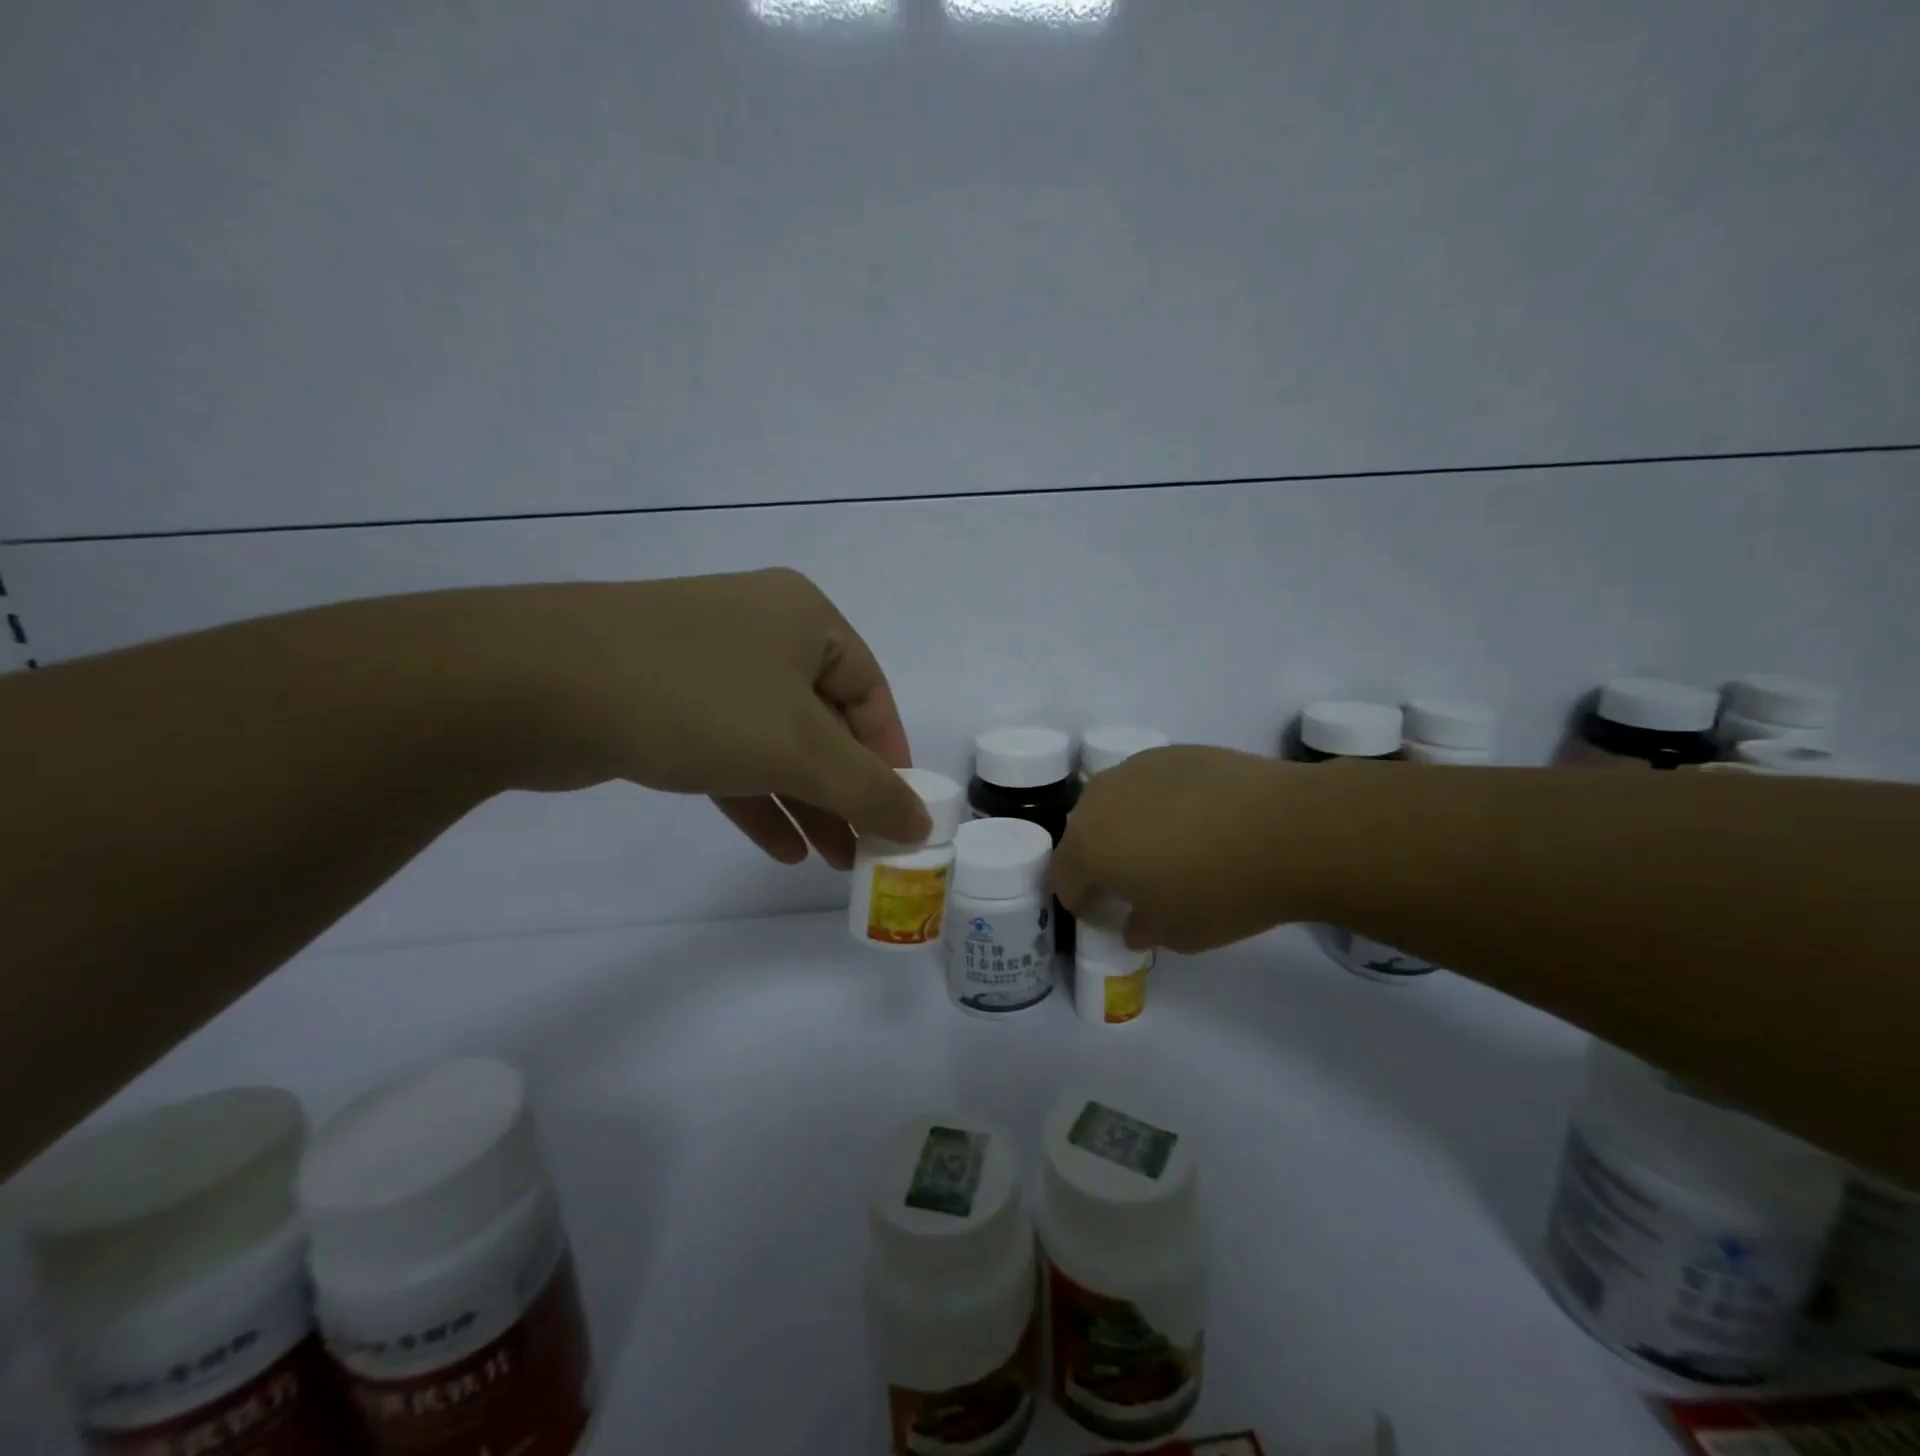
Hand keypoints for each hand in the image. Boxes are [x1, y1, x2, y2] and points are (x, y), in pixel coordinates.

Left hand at [497, 568, 928, 867]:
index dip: (890, 756)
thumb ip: (869, 790)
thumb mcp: (800, 749)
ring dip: (805, 802)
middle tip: (864, 849)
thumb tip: (922, 823)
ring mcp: (707, 665)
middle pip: (824, 721)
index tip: (899, 811)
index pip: (871, 691)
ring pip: (774, 741)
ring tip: (830, 861)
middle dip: (845, 790)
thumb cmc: (698, 699)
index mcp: (804, 619)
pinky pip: (728, 753)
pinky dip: (756, 798)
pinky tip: (779, 848)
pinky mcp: (662, 701)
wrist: (536, 684)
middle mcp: (760, 632)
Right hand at [1051, 745, 1303, 952]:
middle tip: (1136, 882)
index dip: (1082, 902)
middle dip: (1100, 860)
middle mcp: (1099, 799)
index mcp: (1087, 846)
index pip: (1064, 879)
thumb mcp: (1175, 934)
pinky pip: (1150, 784)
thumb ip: (1140, 928)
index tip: (1107, 915)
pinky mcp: (1173, 752)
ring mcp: (1136, 768)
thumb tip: (1134, 920)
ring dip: (1127, 827)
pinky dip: (1160, 803)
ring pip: (1115, 803)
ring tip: (1168, 847)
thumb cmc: (1222, 891)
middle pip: (1084, 835)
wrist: (1290, 829)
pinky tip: (1198, 819)